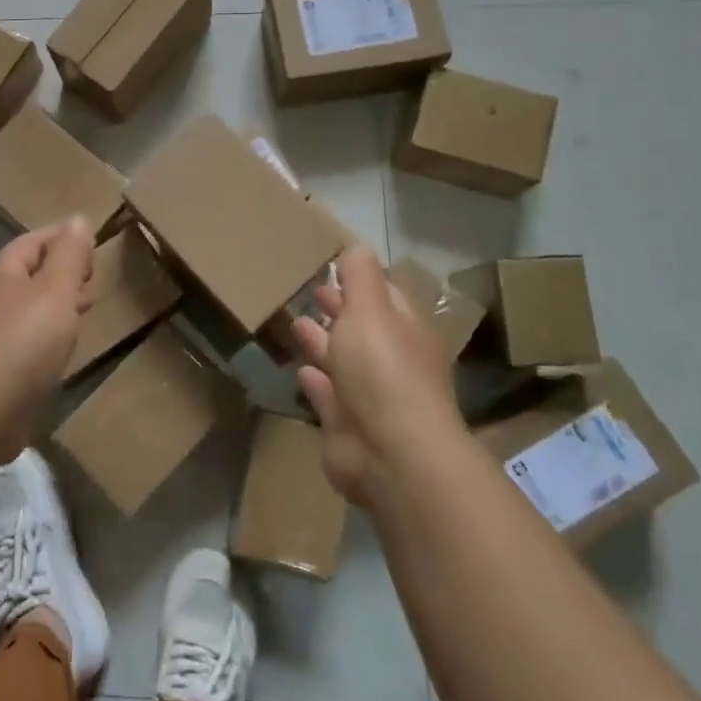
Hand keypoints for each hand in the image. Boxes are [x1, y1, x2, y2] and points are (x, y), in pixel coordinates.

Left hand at [0, 217, 95, 453]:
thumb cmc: (23, 341)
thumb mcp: (56, 290)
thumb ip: (69, 256)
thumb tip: (77, 219)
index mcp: (1, 275)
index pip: (31, 243)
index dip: (60, 237)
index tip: (89, 240)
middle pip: (28, 276)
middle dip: (60, 272)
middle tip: (92, 277)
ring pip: (28, 311)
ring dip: (55, 306)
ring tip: (84, 312)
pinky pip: (25, 342)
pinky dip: (47, 337)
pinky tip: (63, 351)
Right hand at [291, 246, 464, 506]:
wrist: (391, 454)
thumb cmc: (383, 370)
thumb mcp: (371, 309)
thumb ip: (360, 277)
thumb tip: (357, 246)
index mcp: (404, 330)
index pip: (384, 295)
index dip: (360, 280)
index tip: (332, 266)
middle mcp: (391, 361)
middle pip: (362, 328)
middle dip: (339, 309)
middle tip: (311, 291)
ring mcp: (369, 397)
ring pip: (343, 361)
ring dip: (323, 343)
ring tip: (297, 323)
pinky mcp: (346, 426)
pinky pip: (328, 396)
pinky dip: (316, 381)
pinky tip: (302, 371)